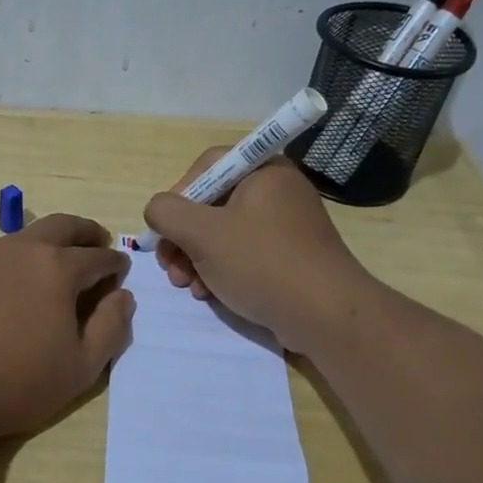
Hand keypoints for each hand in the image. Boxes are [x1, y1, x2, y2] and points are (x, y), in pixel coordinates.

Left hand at [0, 213, 134, 441]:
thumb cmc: (17, 382)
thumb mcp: (81, 367)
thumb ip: (111, 328)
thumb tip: (123, 297)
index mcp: (58, 268)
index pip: (98, 257)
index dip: (115, 264)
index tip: (121, 272)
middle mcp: (22, 251)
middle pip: (63, 226)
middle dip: (86, 232)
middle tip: (98, 244)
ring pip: (27, 236)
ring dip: (51, 242)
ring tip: (58, 265)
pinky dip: (20, 260)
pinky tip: (17, 287)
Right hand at [143, 150, 373, 354]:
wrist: (325, 315)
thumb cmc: (262, 263)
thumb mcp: (203, 234)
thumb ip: (167, 212)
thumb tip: (156, 209)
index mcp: (263, 170)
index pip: (207, 167)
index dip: (178, 196)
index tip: (165, 229)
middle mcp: (277, 190)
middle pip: (212, 203)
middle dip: (183, 237)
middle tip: (169, 266)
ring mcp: (285, 224)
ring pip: (224, 232)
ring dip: (196, 258)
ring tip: (186, 286)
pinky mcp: (289, 255)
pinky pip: (243, 253)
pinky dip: (220, 269)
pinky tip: (208, 293)